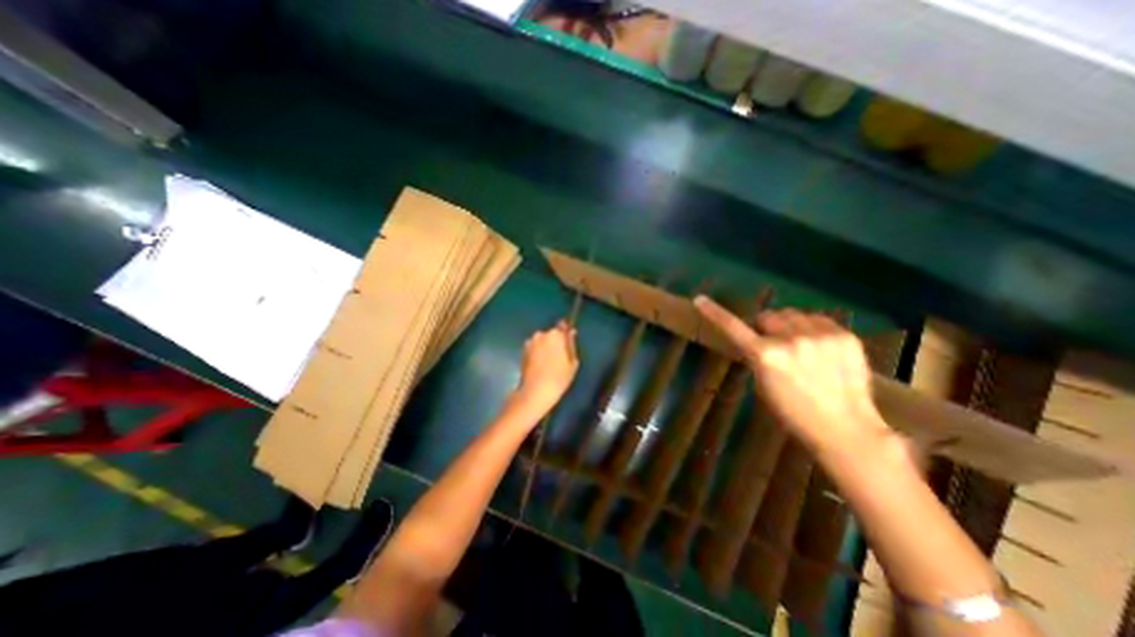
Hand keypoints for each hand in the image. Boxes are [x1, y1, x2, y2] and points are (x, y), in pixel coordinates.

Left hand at [519, 321, 578, 415]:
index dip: (565, 333)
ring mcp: (530, 342)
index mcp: (555, 334)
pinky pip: (534, 348)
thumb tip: (571, 333)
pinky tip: (541, 365)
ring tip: (549, 362)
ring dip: (545, 347)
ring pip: (542, 341)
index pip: (563, 325)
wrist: (536, 391)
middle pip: (551, 334)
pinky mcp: (523, 351)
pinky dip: (537, 353)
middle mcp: (541, 334)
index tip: (568, 341)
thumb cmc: (559, 377)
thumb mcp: (572, 362)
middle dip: (555, 341)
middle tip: (560, 356)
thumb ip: (571, 344)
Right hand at [696, 297, 889, 453]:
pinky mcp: (845, 336)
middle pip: (769, 316)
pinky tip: (820, 348)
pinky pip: (819, 319)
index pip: (733, 327)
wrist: (845, 428)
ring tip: (800, 347)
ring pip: (794, 314)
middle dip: (767, 327)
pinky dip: (813, 329)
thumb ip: (757, 356)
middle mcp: (791, 340)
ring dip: (790, 326)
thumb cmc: (793, 412)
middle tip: (775, 345)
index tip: (700, 299)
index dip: (714, 313)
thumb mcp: (762, 384)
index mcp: (766, 355)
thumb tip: (758, 338)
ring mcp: (821, 336)